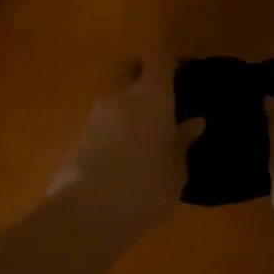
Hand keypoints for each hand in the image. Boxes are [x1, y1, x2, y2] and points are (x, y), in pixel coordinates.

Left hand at [48, 57, 202, 239]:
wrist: (85, 216)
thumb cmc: (145, 188)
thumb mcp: (175, 170)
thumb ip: (182, 142)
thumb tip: (194, 122)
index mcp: (150, 95)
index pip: (160, 57)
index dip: (174, 58)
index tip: (188, 67)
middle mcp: (120, 96)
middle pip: (129, 66)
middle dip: (144, 71)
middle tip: (164, 90)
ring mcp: (95, 115)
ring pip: (114, 93)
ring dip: (129, 101)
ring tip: (149, 126)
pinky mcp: (79, 137)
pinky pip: (104, 119)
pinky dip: (117, 124)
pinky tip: (129, 148)